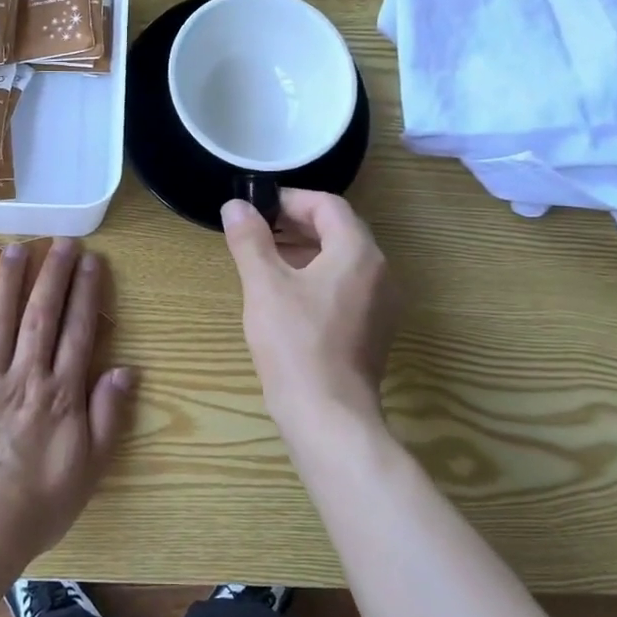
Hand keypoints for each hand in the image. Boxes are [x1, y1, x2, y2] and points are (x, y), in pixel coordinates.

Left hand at [0, 239, 136, 573]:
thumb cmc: (36, 506)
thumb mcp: (89, 469)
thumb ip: (108, 417)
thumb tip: (127, 371)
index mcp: (61, 394)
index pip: (78, 332)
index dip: (86, 293)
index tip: (92, 261)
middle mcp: (24, 377)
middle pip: (41, 316)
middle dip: (53, 275)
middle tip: (62, 242)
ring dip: (8, 281)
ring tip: (17, 248)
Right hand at [222, 190, 399, 434]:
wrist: (329, 416)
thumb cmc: (296, 344)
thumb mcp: (265, 285)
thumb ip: (249, 240)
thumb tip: (235, 205)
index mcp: (358, 253)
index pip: (328, 206)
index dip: (290, 200)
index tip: (257, 207)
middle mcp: (380, 271)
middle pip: (340, 230)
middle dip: (297, 224)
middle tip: (258, 229)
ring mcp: (382, 303)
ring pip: (344, 259)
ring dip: (306, 250)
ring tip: (266, 258)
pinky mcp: (374, 329)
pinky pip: (348, 286)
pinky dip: (319, 276)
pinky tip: (288, 294)